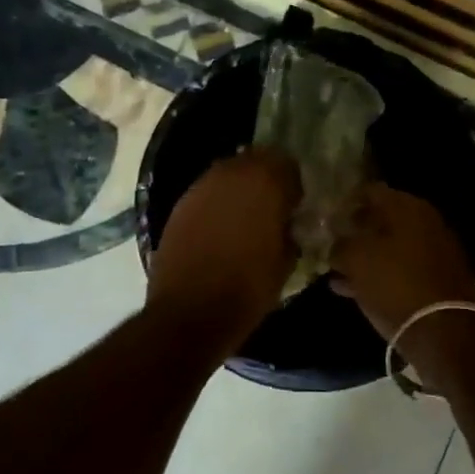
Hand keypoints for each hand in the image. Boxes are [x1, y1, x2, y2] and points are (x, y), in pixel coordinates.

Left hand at [148, 149, 299, 343]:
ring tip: (244, 219)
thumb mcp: (286, 261)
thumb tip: (286, 224)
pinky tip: (219, 230)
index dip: (293, 185)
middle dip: (265, 180)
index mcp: (265, 182)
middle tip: (271, 209)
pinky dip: (216, 205)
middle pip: (255, 161)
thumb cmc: (248, 288)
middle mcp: (231, 173)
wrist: (190, 311)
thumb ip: (290, 231)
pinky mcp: (180, 204)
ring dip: (239, 190)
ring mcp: (201, 186)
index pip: (287, 164)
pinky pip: (207, 194)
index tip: (294, 206)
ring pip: (228, 175)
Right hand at [328, 183, 474, 340]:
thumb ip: (339, 244)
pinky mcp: (435, 281)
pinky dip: (377, 276)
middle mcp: (425, 223)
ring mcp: (433, 252)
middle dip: (354, 230)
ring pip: (389, 247)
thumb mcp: (355, 259)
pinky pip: (399, 271)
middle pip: (381, 219)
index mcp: (408, 207)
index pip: (370, 191)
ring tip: (335, 269)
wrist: (444, 330)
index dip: (345, 202)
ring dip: (364, 256)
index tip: (326, 217)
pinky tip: (350, 289)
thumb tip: (334, 243)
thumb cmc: (395, 283)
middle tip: (330, 242)